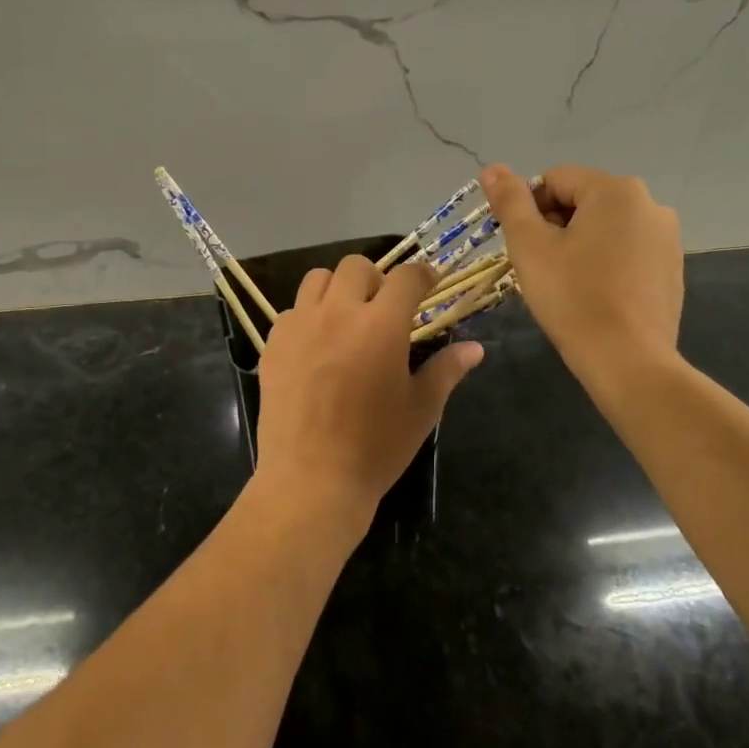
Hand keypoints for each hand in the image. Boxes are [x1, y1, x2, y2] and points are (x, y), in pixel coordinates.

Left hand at [252, 255, 482, 536]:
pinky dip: (309, 316)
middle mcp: (338, 313)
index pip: (405, 277)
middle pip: (356, 266)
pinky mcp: (273, 345)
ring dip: (338, 288)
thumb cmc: (376, 447)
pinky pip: (292, 311)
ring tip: (348, 318)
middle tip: (385, 307)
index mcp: (381, 325)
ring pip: (318, 279)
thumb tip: (475, 349)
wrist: (311, 480)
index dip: (422, 274)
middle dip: (377, 278)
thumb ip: (447, 370)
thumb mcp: (421, 409)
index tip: (429, 283)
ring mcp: (300, 326)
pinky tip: (317, 346)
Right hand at [480, 163, 683, 380]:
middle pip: (583, 200)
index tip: (524, 247)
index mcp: (616, 190)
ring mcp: (666, 237)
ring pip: (605, 227)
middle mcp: (650, 203)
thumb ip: (510, 202)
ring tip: (568, 283)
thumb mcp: (530, 247)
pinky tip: (597, 295)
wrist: (628, 361)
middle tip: (542, 266)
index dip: (530, 209)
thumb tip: (491, 168)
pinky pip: (628, 250)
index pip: (555, 179)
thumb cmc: (572, 298)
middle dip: (555, 226)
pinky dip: (606, 262)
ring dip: (580, 244)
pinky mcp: (672, 267)